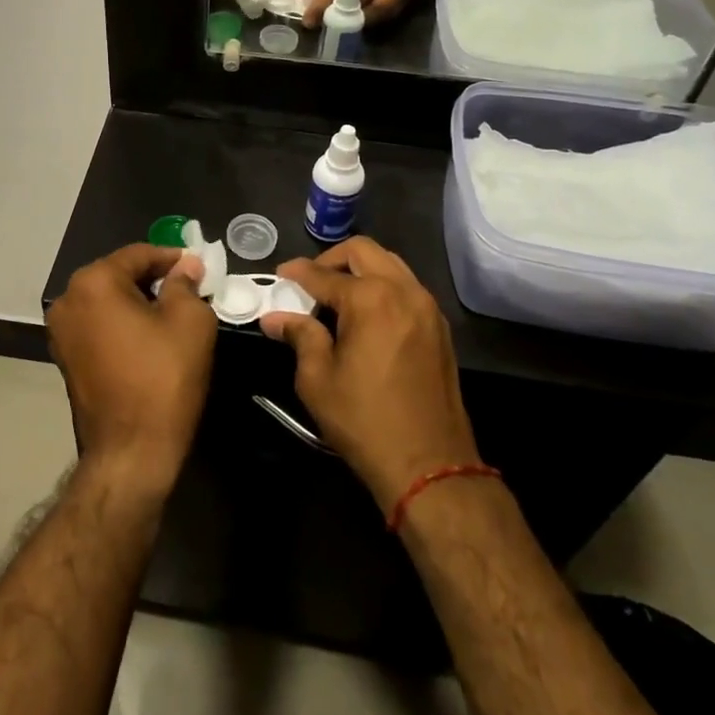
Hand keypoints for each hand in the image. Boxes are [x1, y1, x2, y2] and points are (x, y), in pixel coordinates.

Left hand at [47, 244, 219, 495]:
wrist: (131, 452)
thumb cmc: (163, 379)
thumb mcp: (190, 322)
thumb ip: (186, 284)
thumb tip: (186, 266)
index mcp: (93, 282)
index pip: (138, 254)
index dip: (172, 258)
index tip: (198, 267)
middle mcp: (68, 299)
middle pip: (118, 274)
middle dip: (153, 279)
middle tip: (189, 289)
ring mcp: (61, 331)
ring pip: (107, 300)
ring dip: (138, 302)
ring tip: (172, 313)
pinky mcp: (65, 358)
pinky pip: (98, 325)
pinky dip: (122, 323)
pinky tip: (149, 337)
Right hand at [258, 238, 481, 511]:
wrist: (429, 463)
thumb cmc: (364, 419)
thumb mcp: (318, 379)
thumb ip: (300, 336)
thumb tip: (275, 318)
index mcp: (370, 299)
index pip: (323, 274)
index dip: (297, 272)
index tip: (279, 275)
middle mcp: (402, 290)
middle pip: (363, 251)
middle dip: (332, 260)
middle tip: (311, 282)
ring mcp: (426, 307)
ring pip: (390, 264)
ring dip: (361, 270)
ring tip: (337, 297)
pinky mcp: (439, 327)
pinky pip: (407, 287)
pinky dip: (383, 286)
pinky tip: (366, 315)